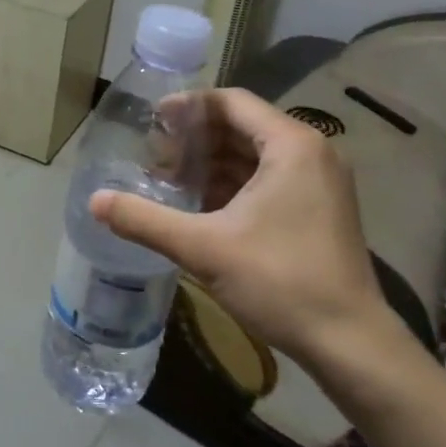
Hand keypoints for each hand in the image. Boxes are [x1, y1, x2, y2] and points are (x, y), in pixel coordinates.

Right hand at [91, 88, 391, 364]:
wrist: (351, 344)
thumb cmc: (280, 282)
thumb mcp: (203, 248)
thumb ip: (144, 220)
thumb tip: (94, 202)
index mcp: (292, 145)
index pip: (231, 102)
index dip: (187, 106)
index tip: (151, 122)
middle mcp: (311, 153)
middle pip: (241, 126)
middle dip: (195, 138)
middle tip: (154, 155)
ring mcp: (319, 182)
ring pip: (254, 154)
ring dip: (211, 162)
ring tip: (169, 180)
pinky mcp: (319, 208)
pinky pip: (268, 178)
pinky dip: (232, 184)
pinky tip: (200, 205)